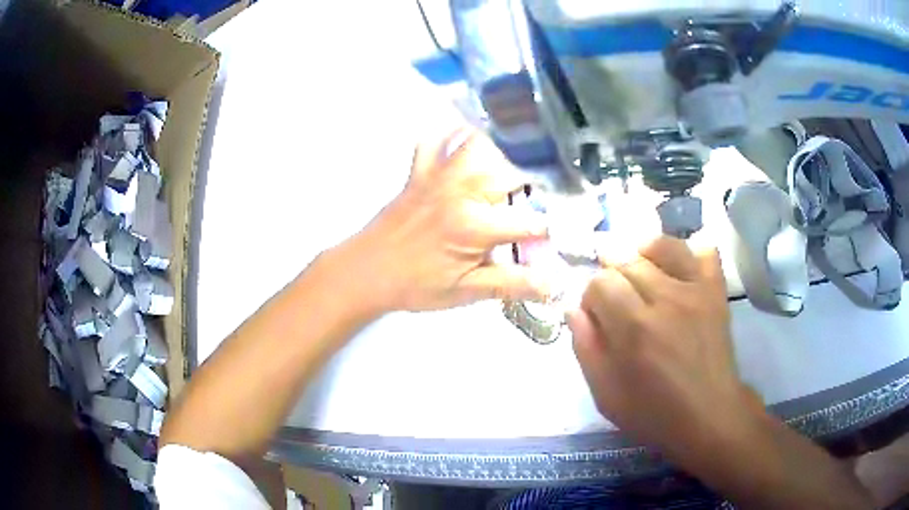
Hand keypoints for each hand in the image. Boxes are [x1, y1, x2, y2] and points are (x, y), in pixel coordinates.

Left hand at [345, 126, 549, 312]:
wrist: (364, 272)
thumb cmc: (416, 285)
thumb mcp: (466, 291)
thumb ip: (513, 284)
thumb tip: (555, 285)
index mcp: (476, 225)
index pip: (531, 222)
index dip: (547, 233)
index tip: (551, 240)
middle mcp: (462, 190)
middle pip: (512, 171)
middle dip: (531, 189)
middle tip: (531, 209)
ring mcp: (438, 175)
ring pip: (479, 145)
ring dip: (500, 153)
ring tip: (509, 173)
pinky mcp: (419, 171)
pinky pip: (435, 140)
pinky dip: (450, 135)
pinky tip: (463, 143)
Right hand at [568, 236, 756, 458]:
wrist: (709, 416)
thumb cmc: (654, 413)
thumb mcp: (606, 395)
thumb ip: (586, 348)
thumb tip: (573, 309)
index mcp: (634, 328)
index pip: (600, 282)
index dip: (590, 296)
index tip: (596, 316)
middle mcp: (665, 299)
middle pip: (627, 261)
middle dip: (612, 276)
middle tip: (617, 302)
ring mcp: (695, 291)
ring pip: (661, 246)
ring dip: (643, 254)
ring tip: (640, 273)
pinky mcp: (716, 291)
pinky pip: (704, 250)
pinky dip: (689, 250)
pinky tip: (677, 267)